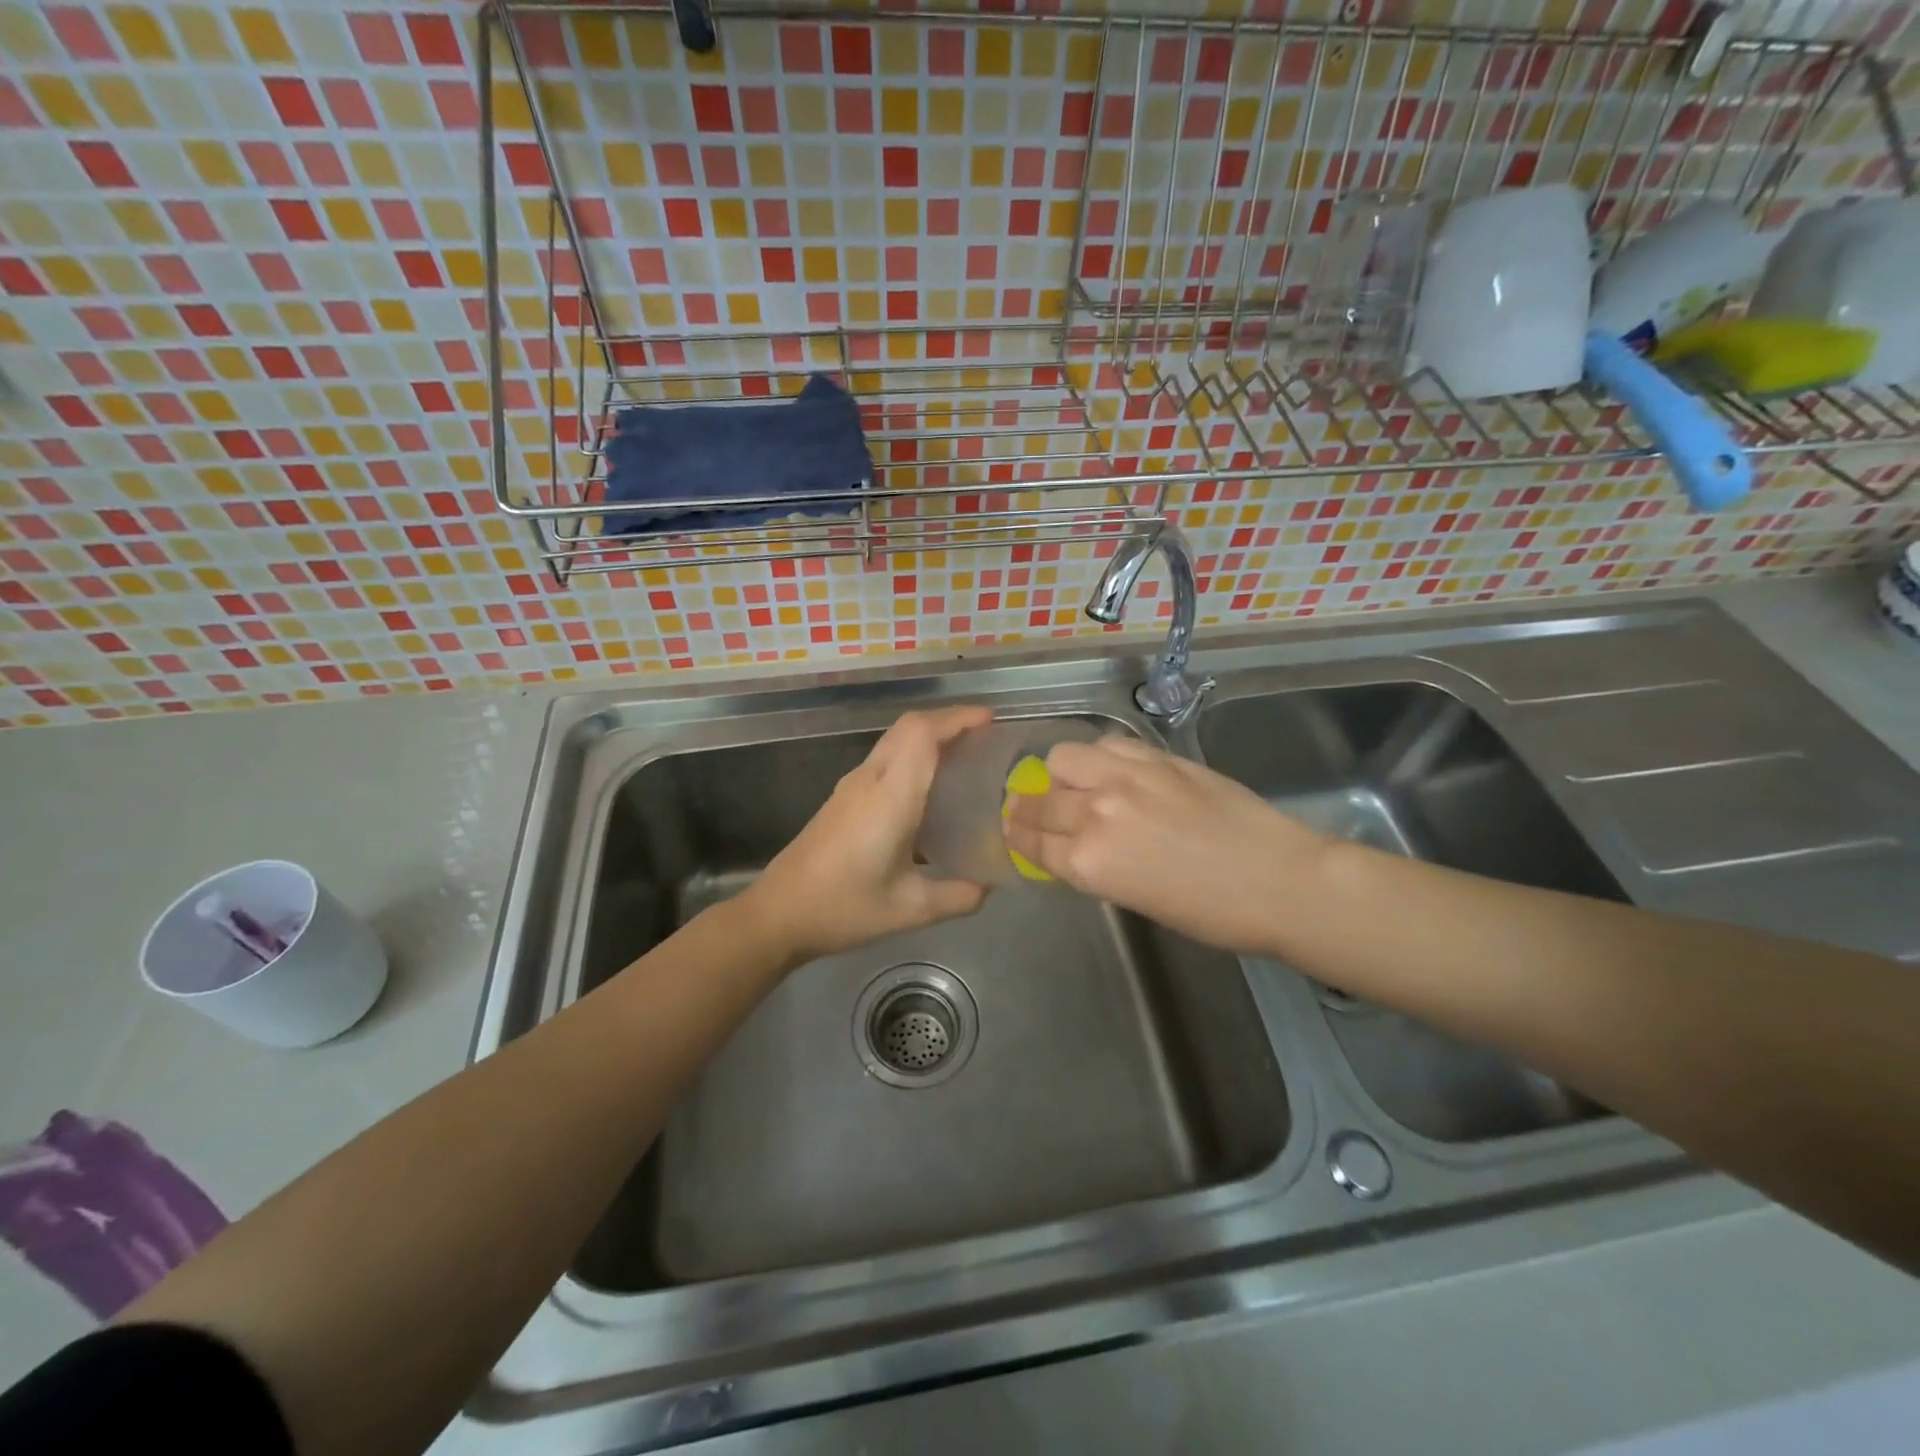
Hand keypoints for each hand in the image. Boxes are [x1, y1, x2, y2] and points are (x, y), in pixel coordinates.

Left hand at [747, 706, 993, 961]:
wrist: (778, 914)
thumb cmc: (843, 908)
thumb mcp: (910, 910)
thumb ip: (958, 897)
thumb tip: (990, 885)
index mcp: (890, 797)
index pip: (922, 734)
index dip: (957, 718)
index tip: (990, 721)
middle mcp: (869, 780)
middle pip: (909, 727)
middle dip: (948, 721)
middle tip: (985, 738)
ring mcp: (851, 786)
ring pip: (894, 741)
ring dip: (929, 737)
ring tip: (965, 759)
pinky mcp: (842, 798)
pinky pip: (884, 759)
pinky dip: (913, 756)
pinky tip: (929, 791)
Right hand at [1002, 735, 1329, 954]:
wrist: (1278, 880)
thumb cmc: (1209, 912)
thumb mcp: (1135, 900)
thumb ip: (1094, 866)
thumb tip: (1071, 844)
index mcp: (1088, 863)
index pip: (1032, 841)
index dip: (1017, 835)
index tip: (1012, 828)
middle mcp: (1095, 814)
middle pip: (1039, 800)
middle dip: (1027, 805)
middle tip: (1032, 806)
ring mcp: (1125, 778)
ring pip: (1063, 758)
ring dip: (1059, 772)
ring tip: (1074, 781)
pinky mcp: (1155, 757)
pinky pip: (1106, 743)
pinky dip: (1098, 756)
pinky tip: (1111, 768)